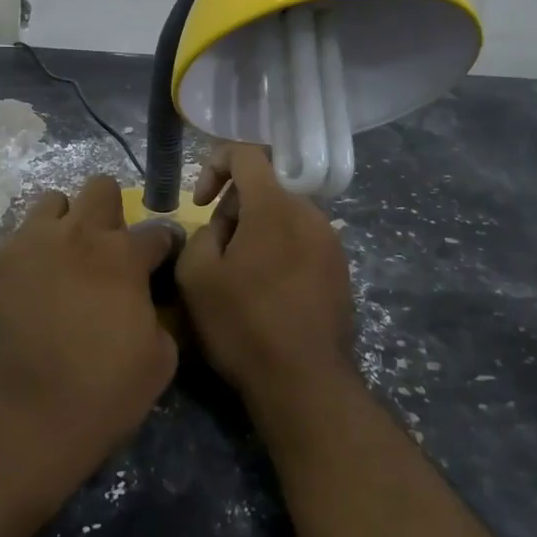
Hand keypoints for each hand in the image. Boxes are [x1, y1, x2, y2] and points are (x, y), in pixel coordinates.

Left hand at [0, 175, 179, 485]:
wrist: (21, 418)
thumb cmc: (101, 393)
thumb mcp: (160, 360)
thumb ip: (158, 315)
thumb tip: (145, 302)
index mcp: (124, 256)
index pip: (157, 232)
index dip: (163, 248)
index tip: (159, 263)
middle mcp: (79, 235)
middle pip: (100, 188)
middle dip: (110, 211)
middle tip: (106, 248)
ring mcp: (32, 242)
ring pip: (52, 201)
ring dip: (65, 222)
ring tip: (63, 257)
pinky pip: (18, 236)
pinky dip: (31, 251)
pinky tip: (31, 283)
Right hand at [176, 145, 356, 413]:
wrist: (305, 383)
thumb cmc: (244, 325)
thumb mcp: (196, 276)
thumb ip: (201, 233)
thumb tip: (221, 229)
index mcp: (275, 205)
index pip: (246, 153)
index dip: (214, 165)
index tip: (200, 202)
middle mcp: (310, 212)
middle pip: (265, 186)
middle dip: (234, 207)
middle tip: (216, 249)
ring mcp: (331, 241)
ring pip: (284, 214)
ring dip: (256, 230)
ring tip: (240, 274)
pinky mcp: (340, 268)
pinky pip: (302, 240)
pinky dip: (279, 249)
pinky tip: (267, 291)